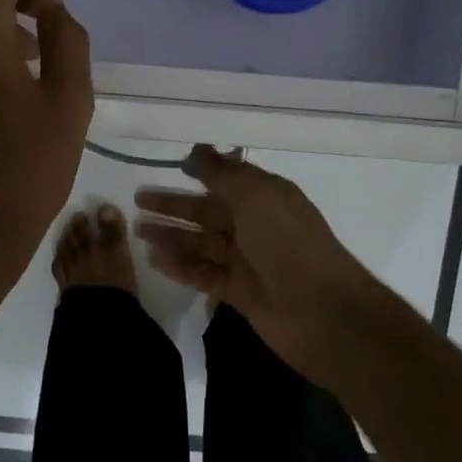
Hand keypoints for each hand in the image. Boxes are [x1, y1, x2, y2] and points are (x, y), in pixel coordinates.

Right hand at [134, 146, 386, 380]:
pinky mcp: (239, 292)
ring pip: (202, 244)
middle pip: (208, 212)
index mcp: (266, 199)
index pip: (227, 181)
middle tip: (138, 200)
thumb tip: (199, 148)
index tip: (168, 167)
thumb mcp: (257, 197)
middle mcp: (256, 226)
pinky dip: (180, 266)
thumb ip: (224, 174)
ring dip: (171, 236)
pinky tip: (154, 260)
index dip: (199, 173)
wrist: (324, 313)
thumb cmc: (290, 245)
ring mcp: (248, 261)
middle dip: (174, 206)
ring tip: (137, 231)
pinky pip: (203, 274)